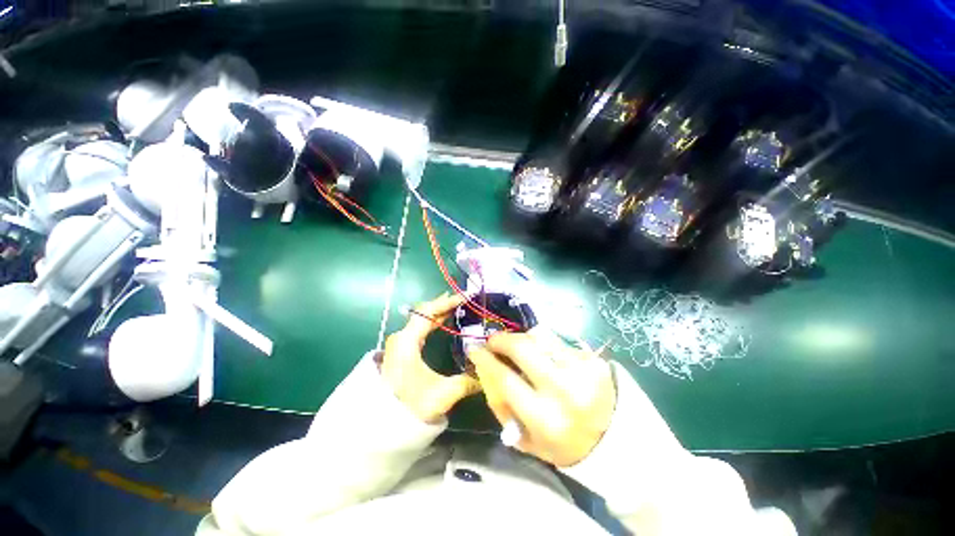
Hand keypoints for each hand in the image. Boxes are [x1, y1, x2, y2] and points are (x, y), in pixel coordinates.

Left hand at [381, 293, 481, 423]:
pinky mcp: (401, 350)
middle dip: (445, 305)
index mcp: (407, 340)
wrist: (383, 425)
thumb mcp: (442, 394)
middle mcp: (402, 337)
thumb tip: (488, 372)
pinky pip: (419, 328)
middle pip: (424, 313)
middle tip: (465, 300)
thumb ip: (468, 382)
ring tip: (458, 307)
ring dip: (439, 313)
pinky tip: (443, 323)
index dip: (447, 303)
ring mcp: (400, 343)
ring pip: (422, 320)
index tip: (465, 297)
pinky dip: (433, 322)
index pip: (428, 312)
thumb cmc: (410, 406)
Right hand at [468, 330, 615, 466]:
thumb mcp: (525, 438)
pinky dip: (544, 344)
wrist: (613, 439)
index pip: (506, 379)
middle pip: (523, 348)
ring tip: (518, 346)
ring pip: (540, 337)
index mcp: (545, 418)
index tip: (475, 349)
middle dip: (502, 339)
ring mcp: (582, 369)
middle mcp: (564, 390)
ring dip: (523, 338)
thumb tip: (484, 367)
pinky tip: (545, 355)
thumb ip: (500, 405)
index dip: (486, 360)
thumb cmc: (562, 443)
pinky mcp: (593, 358)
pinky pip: (557, 341)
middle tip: (493, 340)